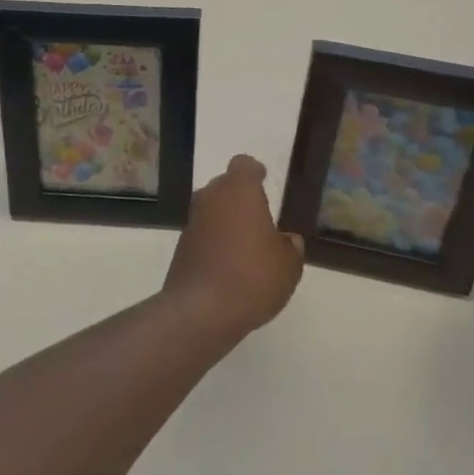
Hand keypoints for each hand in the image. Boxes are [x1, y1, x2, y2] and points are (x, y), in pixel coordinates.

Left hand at [162, 154, 305, 341]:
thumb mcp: (287, 266)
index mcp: (239, 190)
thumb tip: (288, 241)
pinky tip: (229, 265)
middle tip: (259, 218)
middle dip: (240, 197)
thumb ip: (291, 248)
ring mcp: (193, 220)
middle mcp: (212, 196)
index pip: (244, 165)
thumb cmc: (252, 276)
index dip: (255, 172)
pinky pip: (203, 233)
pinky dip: (215, 241)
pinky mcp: (182, 244)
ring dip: (226, 220)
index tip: (264, 180)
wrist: (201, 309)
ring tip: (247, 245)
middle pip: (225, 185)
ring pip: (212, 209)